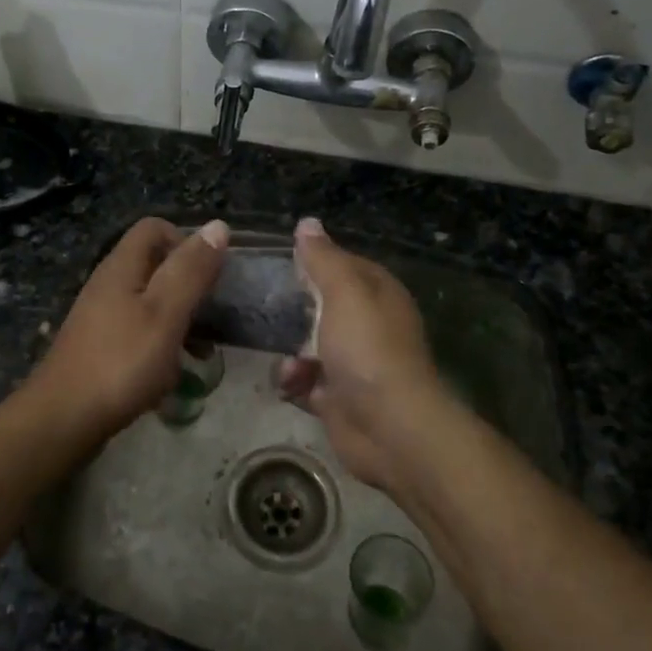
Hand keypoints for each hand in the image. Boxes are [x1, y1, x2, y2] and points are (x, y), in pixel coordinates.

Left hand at [27, 216, 228, 440]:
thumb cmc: (121, 362)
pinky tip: (171, 375)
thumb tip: (218, 225)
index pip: (154, 228)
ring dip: (178, 321)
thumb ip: (191, 270)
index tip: (207, 275)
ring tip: (200, 352)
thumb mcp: (165, 313)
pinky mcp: (100, 347)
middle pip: (154, 265)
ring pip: (149, 303)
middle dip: (187, 287)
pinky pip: (138, 333)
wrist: (63, 419)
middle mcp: (108, 284)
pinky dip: (160, 345)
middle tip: (209, 317)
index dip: (185, 241)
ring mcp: (101, 317)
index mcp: (122, 267)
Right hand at [275, 217, 446, 491]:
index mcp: (378, 294)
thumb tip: (308, 222)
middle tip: (264, 306)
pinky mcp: (338, 397)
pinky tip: (292, 385)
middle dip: (294, 310)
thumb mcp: (345, 292)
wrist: (388, 428)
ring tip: (289, 363)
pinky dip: (295, 382)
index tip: (280, 262)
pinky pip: (305, 381)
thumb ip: (323, 258)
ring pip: (308, 345)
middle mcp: (369, 326)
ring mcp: (354, 364)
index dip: (314, 261)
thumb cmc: (368, 350)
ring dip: (290, 352)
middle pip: (322, 306)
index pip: (344, 265)